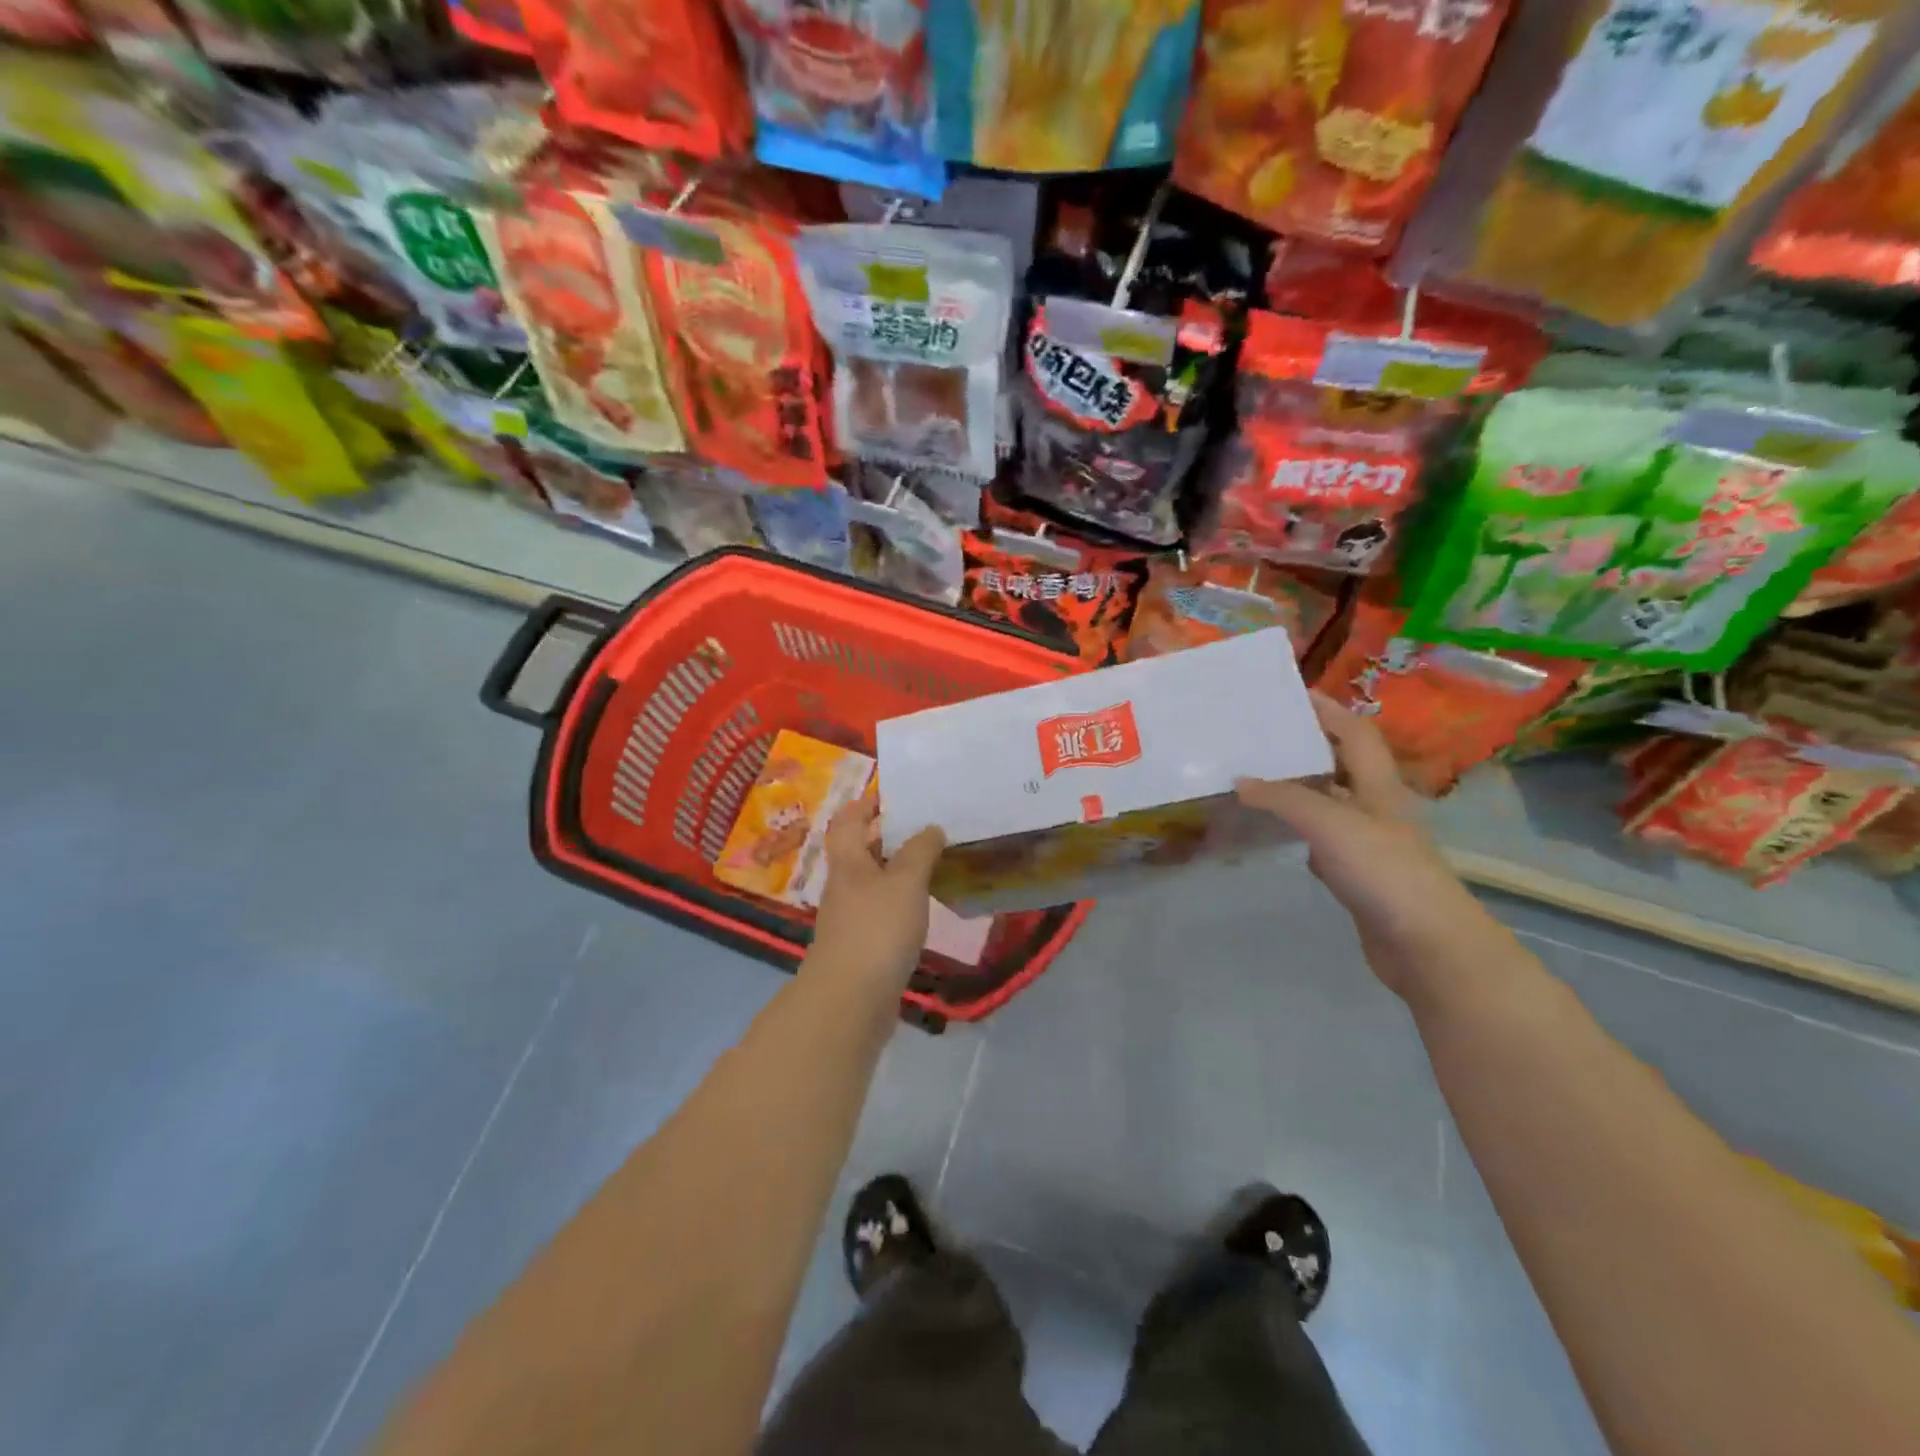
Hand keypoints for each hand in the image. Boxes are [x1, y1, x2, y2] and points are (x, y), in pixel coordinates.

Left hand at [807, 797, 945, 988]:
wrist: (850, 999)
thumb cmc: (877, 929)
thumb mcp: (905, 881)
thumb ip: (920, 851)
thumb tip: (931, 828)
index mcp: (848, 861)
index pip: (849, 820)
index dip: (866, 804)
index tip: (893, 794)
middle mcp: (844, 884)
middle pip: (860, 849)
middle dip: (887, 834)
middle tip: (925, 824)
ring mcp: (851, 916)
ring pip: (872, 880)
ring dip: (897, 868)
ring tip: (932, 860)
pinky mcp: (862, 944)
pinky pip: (881, 909)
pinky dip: (900, 899)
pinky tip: (923, 904)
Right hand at [1234, 694, 1497, 1003]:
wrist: (1426, 945)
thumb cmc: (1384, 870)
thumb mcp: (1331, 823)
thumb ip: (1284, 799)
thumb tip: (1240, 781)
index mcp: (1379, 786)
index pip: (1355, 733)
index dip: (1328, 709)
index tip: (1291, 694)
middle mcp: (1375, 807)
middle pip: (1340, 764)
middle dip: (1306, 746)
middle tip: (1259, 736)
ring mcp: (1367, 843)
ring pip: (1327, 803)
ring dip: (1296, 788)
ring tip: (1253, 776)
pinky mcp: (1356, 875)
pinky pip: (1319, 839)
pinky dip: (1295, 829)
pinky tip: (1270, 831)